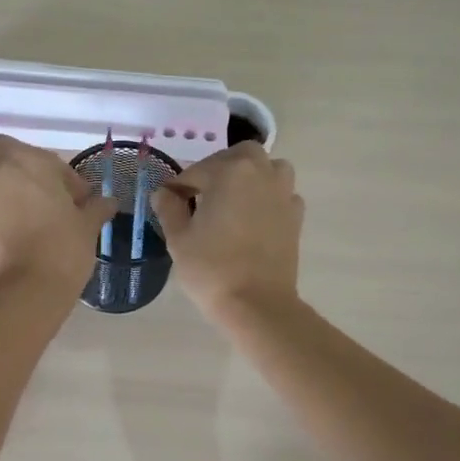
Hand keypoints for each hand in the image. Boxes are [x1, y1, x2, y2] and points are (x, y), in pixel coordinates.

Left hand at [0, 136, 119, 296]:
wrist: (26, 291)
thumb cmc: (63, 250)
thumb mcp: (87, 227)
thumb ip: (95, 208)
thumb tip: (107, 202)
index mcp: (27, 163)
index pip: (44, 157)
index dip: (61, 176)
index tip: (75, 199)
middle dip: (12, 166)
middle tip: (32, 193)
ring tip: (0, 204)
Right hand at [152, 141, 303, 324]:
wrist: (257, 304)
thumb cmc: (211, 268)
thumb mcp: (178, 238)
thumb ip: (169, 208)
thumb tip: (163, 193)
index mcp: (230, 172)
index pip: (196, 171)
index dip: (178, 186)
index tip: (167, 202)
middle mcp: (261, 173)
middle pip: (239, 156)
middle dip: (218, 168)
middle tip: (201, 193)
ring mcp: (283, 193)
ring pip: (268, 168)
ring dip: (250, 175)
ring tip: (232, 199)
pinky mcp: (296, 216)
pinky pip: (282, 193)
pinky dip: (268, 197)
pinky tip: (253, 217)